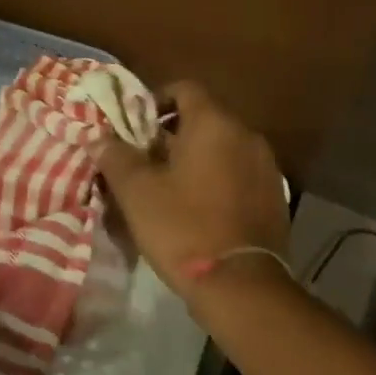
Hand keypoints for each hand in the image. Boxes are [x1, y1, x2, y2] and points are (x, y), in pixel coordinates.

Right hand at [96, 81, 289, 301]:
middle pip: (205, 118)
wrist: (242, 285)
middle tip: (147, 160)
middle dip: (174, 134)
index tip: (136, 126)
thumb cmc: (183, 227)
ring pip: (224, 148)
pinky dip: (220, 180)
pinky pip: (241, 174)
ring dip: (198, 158)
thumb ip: (116, 157)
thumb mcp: (137, 192)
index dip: (156, 100)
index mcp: (214, 123)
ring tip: (172, 187)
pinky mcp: (276, 197)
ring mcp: (267, 166)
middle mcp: (246, 134)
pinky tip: (201, 209)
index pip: (185, 89)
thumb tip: (99, 137)